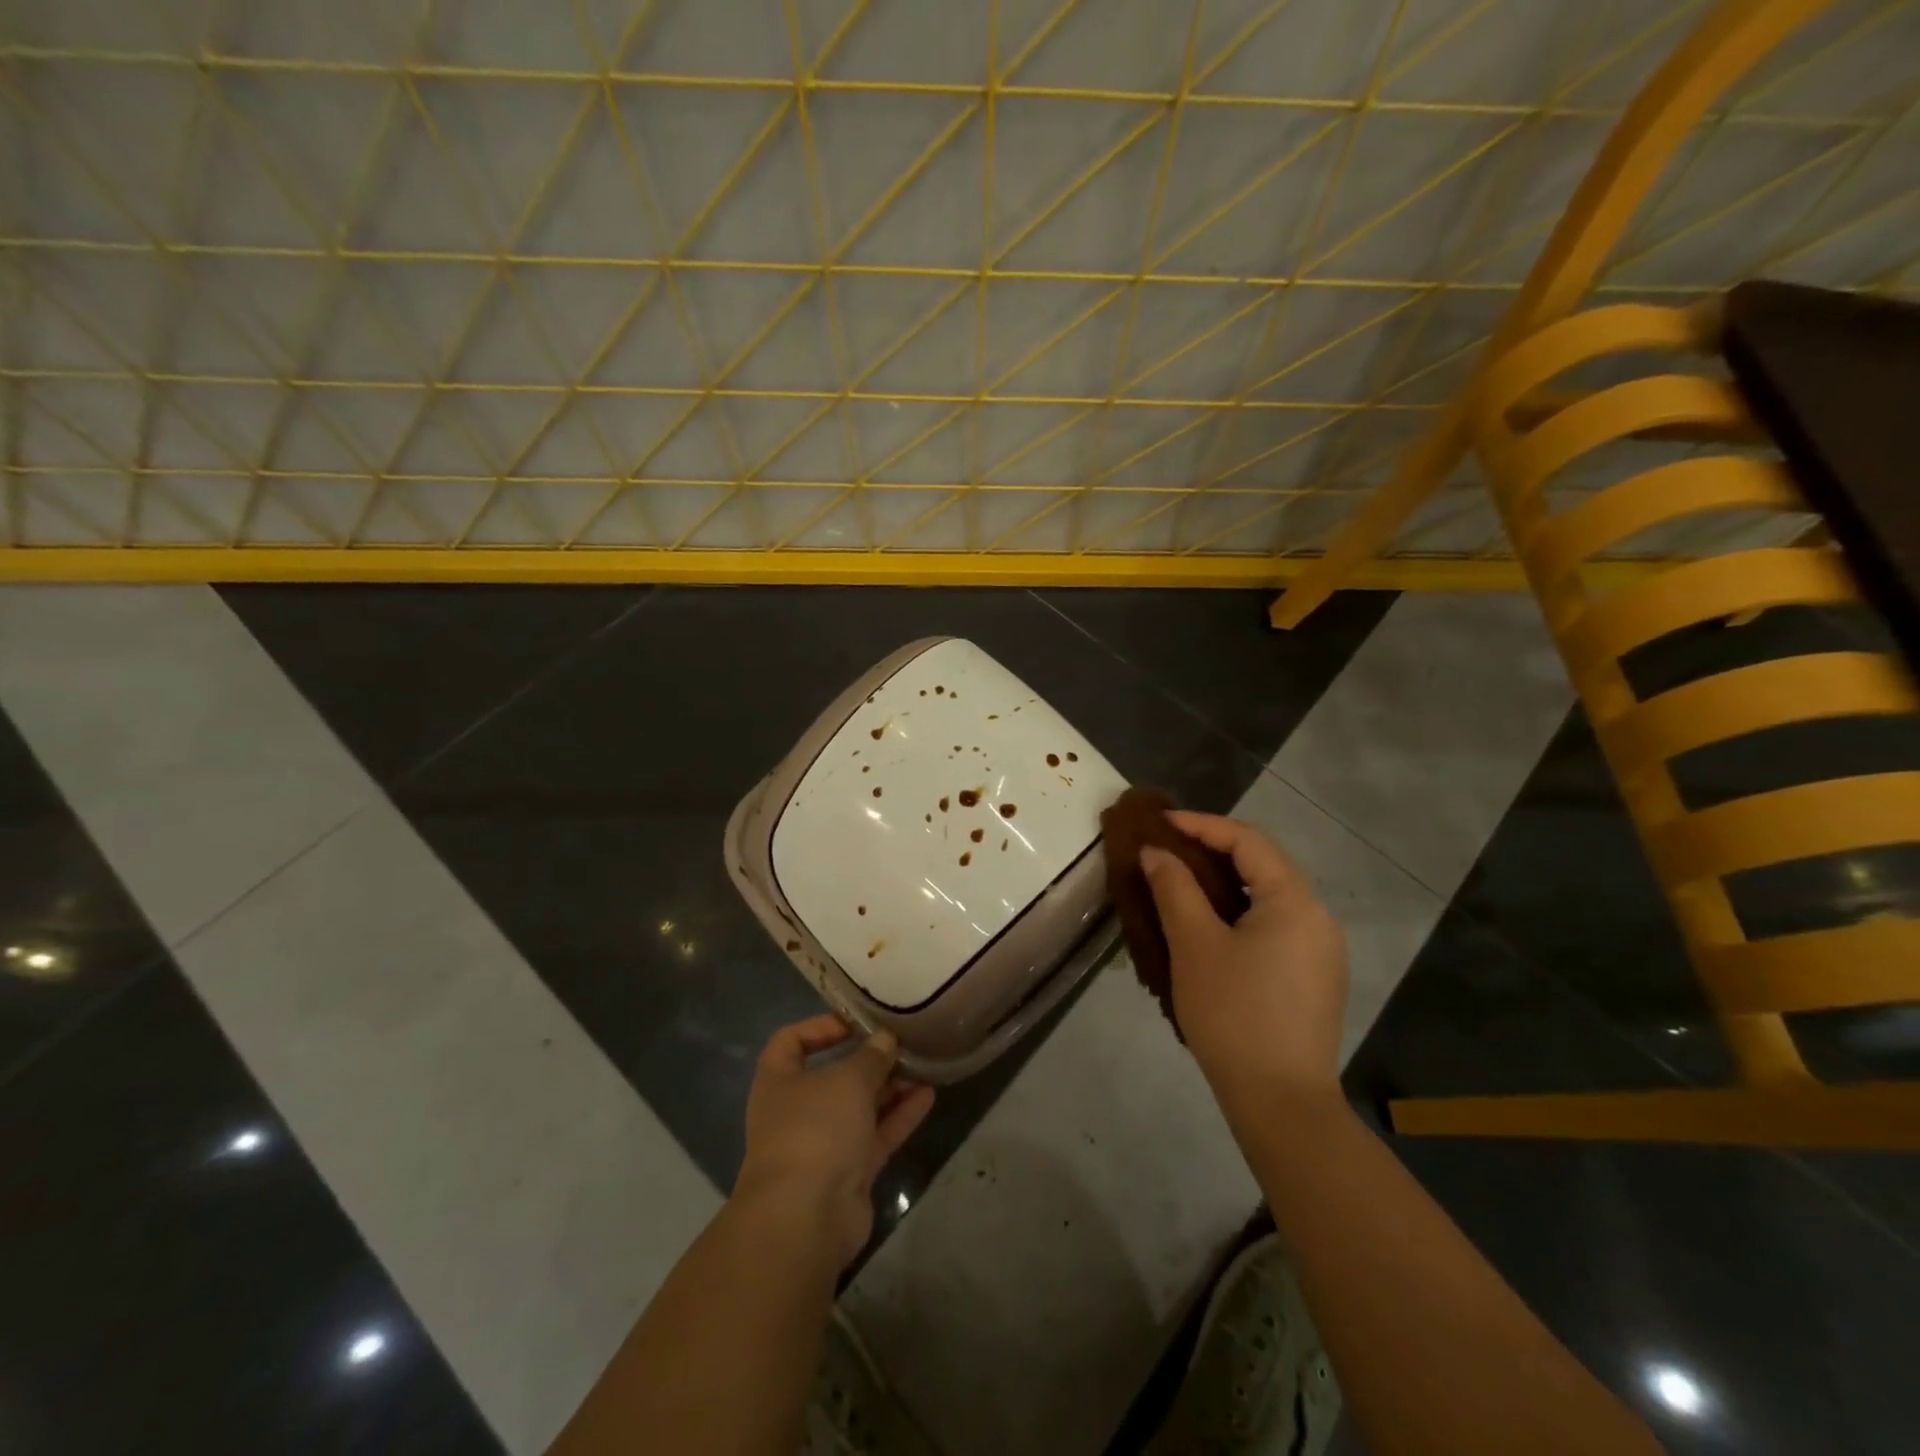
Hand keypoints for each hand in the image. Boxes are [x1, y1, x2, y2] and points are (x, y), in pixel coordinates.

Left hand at [735, 1015, 936, 1268]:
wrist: (806, 1218)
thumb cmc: (816, 1129)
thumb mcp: (848, 1079)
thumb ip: (871, 1056)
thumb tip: (885, 1040)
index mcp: (779, 1081)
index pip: (791, 1041)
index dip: (821, 1027)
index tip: (856, 1022)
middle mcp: (797, 1110)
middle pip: (834, 1075)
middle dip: (868, 1060)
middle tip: (902, 1043)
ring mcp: (823, 1143)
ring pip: (860, 1106)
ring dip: (890, 1087)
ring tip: (923, 1065)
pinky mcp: (848, 1172)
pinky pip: (876, 1135)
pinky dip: (899, 1116)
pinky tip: (929, 1095)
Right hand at [1140, 811, 1347, 1113]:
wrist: (1281, 1103)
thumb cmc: (1234, 1014)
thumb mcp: (1194, 945)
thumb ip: (1174, 888)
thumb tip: (1156, 852)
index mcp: (1295, 901)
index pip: (1247, 841)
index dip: (1201, 825)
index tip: (1159, 823)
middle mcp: (1317, 917)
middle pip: (1262, 865)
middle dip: (1212, 850)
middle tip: (1167, 849)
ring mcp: (1321, 950)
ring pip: (1268, 897)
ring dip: (1225, 883)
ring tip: (1181, 883)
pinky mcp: (1314, 978)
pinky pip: (1274, 925)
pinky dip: (1239, 913)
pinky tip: (1209, 928)